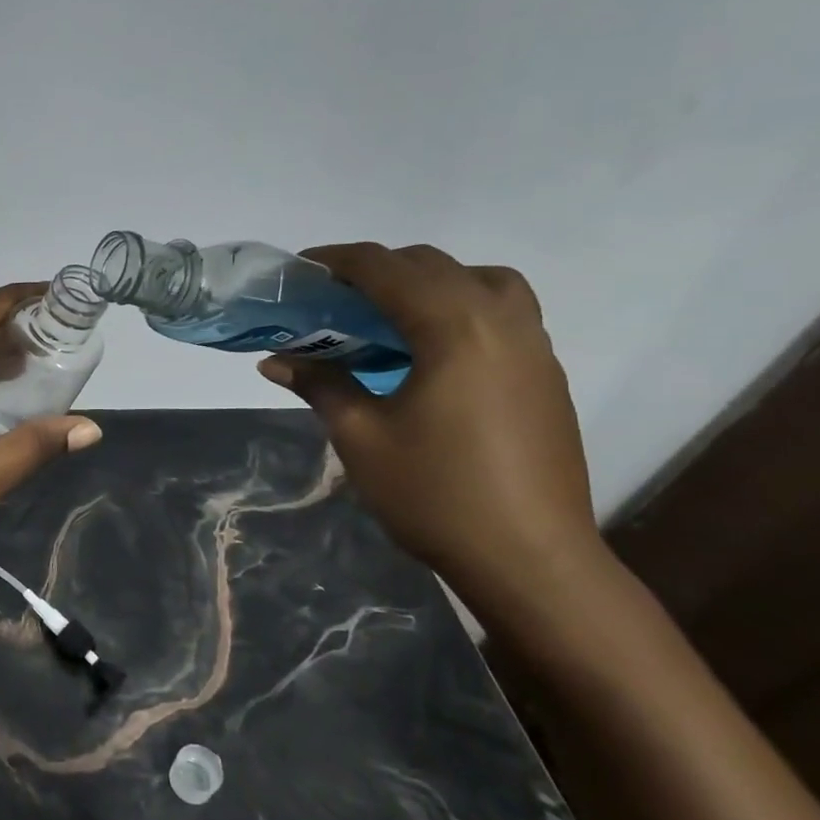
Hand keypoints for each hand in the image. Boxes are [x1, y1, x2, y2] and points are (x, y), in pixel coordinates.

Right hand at [258, 244, 607, 625]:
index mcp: (454, 329)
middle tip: (335, 295)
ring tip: (392, 314)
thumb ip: (320, 384)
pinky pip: (504, 313)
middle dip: (380, 268)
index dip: (340, 260)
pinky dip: (462, 307)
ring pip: (483, 280)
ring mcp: (533, 348)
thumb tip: (274, 361)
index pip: (388, 269)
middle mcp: (501, 322)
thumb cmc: (435, 493)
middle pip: (435, 266)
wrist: (531, 559)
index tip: (302, 267)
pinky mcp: (545, 375)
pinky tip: (431, 351)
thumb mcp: (360, 436)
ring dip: (431, 281)